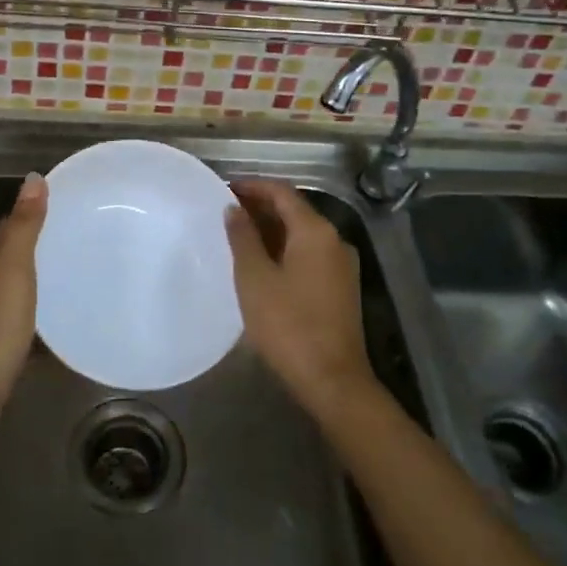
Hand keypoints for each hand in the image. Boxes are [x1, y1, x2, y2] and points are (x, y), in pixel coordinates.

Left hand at [0, 173, 47, 442]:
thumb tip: (32, 178)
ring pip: (13, 286)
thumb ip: (24, 225)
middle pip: (8, 256)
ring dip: (35, 277)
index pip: (6, 227)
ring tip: (70, 272)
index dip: (29, 213)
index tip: (59, 204)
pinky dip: (36, 310)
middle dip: (34, 244)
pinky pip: (19, 317)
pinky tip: (55, 316)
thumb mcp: (14, 267)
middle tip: (72, 236)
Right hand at [225, 179, 375, 419]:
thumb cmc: (288, 325)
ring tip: (238, 236)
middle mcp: (334, 239)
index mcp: (315, 231)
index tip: (225, 188)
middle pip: (295, 210)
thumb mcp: (255, 278)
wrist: (332, 380)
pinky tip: (262, 263)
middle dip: (261, 207)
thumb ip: (243, 238)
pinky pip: (309, 254)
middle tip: (227, 212)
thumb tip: (234, 208)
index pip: (282, 192)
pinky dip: (285, 249)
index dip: (253, 186)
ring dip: (272, 229)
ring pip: (302, 233)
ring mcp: (341, 264)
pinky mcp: (341, 286)